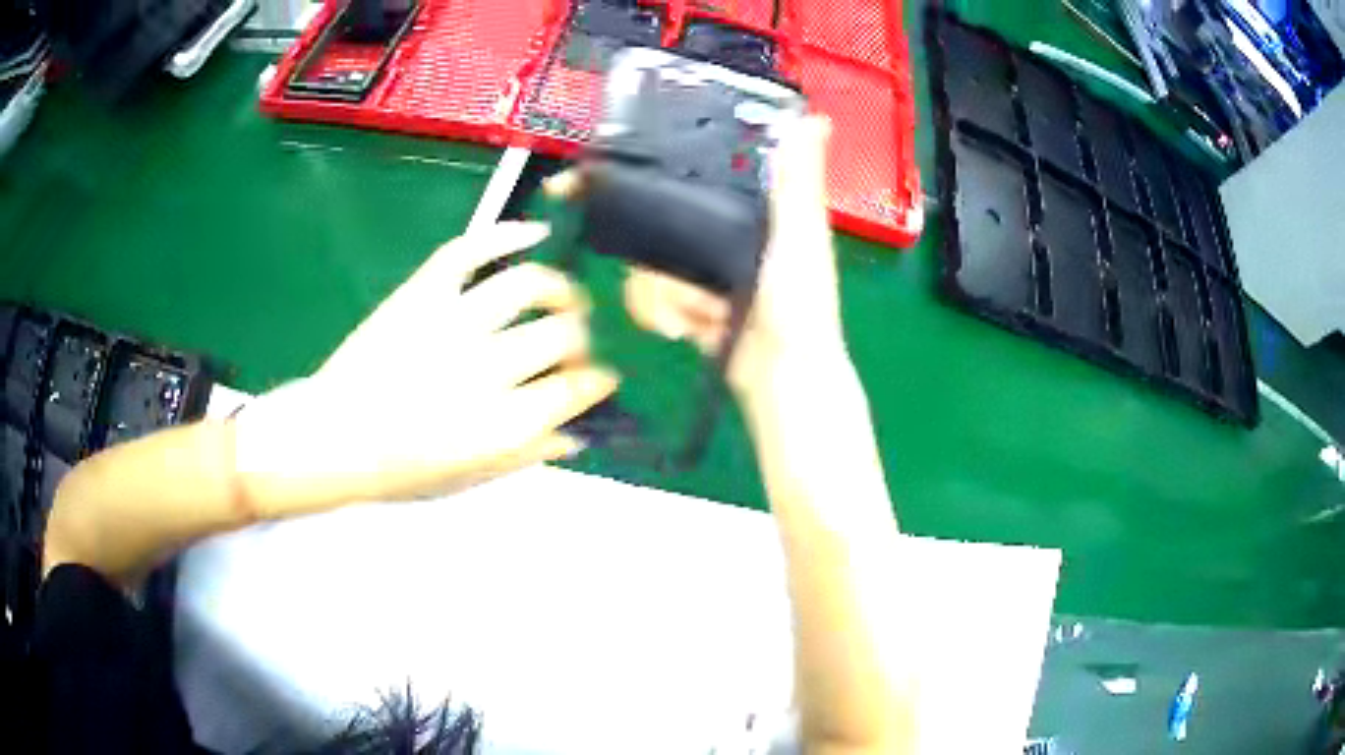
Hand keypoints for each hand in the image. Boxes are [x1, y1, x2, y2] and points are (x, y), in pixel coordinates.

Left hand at [233, 222, 617, 513]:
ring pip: (529, 286)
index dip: (597, 381)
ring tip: (561, 299)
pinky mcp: (421, 293)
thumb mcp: (470, 478)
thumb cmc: (400, 469)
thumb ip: (527, 453)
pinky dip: (507, 233)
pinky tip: (534, 234)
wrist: (331, 437)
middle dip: (581, 341)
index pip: (575, 389)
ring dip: (559, 290)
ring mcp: (449, 323)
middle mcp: (483, 369)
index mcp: (499, 424)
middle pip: (562, 336)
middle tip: (572, 346)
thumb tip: (577, 432)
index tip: (599, 379)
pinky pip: (470, 249)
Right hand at [547, 115, 846, 396]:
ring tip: (696, 316)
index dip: (669, 177)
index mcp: (759, 214)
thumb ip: (798, 182)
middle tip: (684, 286)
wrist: (780, 381)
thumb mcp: (800, 235)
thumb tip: (817, 117)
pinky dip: (665, 315)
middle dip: (661, 259)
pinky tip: (687, 330)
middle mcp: (729, 238)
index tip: (631, 180)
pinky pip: (653, 297)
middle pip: (663, 223)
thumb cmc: (799, 305)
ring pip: (651, 264)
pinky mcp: (690, 306)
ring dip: (667, 296)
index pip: (703, 180)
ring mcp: (706, 274)